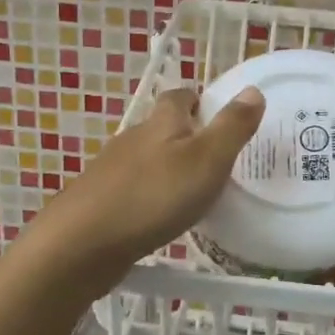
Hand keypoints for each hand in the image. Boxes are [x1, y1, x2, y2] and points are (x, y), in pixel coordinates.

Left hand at [30, 85, 264, 278]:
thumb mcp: (206, 160)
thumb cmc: (153, 196)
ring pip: (146, 161)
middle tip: (216, 159)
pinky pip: (133, 190)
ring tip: (193, 192)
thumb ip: (232, 127)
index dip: (199, 100)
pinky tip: (161, 218)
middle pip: (161, 128)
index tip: (217, 115)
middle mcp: (133, 139)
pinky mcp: (100, 202)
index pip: (180, 97)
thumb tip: (253, 90)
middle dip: (186, 137)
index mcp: (160, 123)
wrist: (82, 244)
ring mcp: (112, 171)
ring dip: (167, 170)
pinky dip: (150, 197)